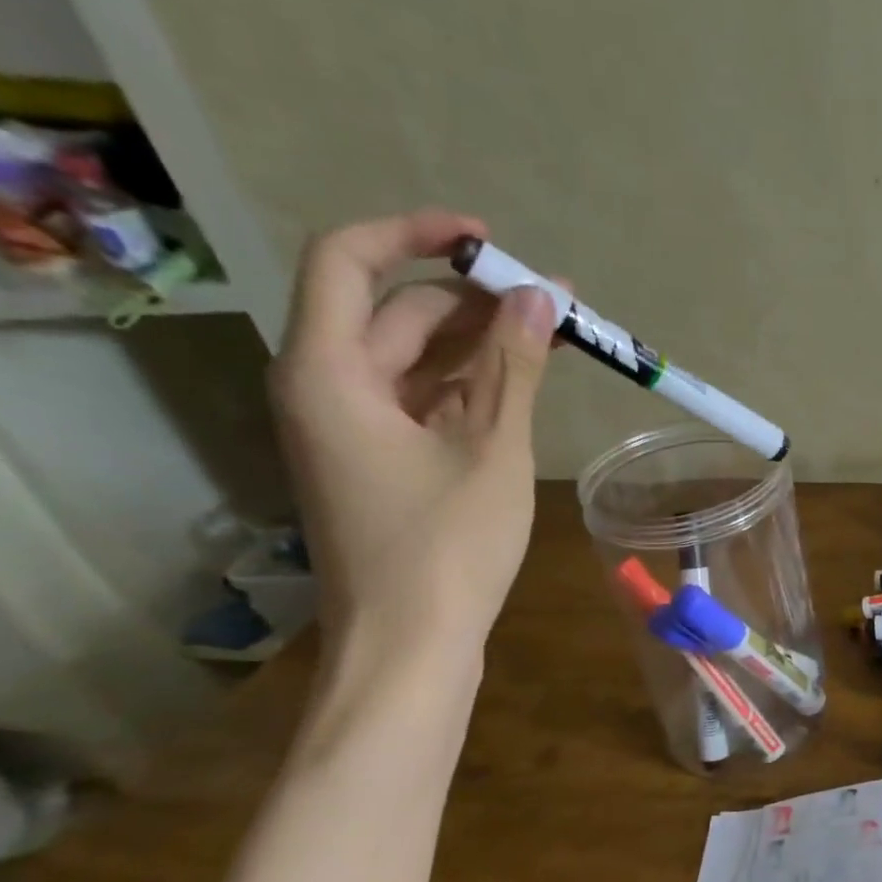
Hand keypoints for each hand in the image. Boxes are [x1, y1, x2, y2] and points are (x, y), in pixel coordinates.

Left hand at [270, 209, 553, 654]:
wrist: (410, 647)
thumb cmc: (447, 548)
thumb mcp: (491, 450)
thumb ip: (515, 368)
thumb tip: (542, 297)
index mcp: (329, 373)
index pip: (347, 262)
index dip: (414, 234)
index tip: (486, 241)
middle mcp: (326, 389)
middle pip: (394, 313)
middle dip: (474, 300)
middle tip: (555, 303)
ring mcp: (353, 429)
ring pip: (415, 359)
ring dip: (481, 343)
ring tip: (555, 337)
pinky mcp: (381, 461)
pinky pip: (423, 400)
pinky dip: (472, 386)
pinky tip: (525, 384)